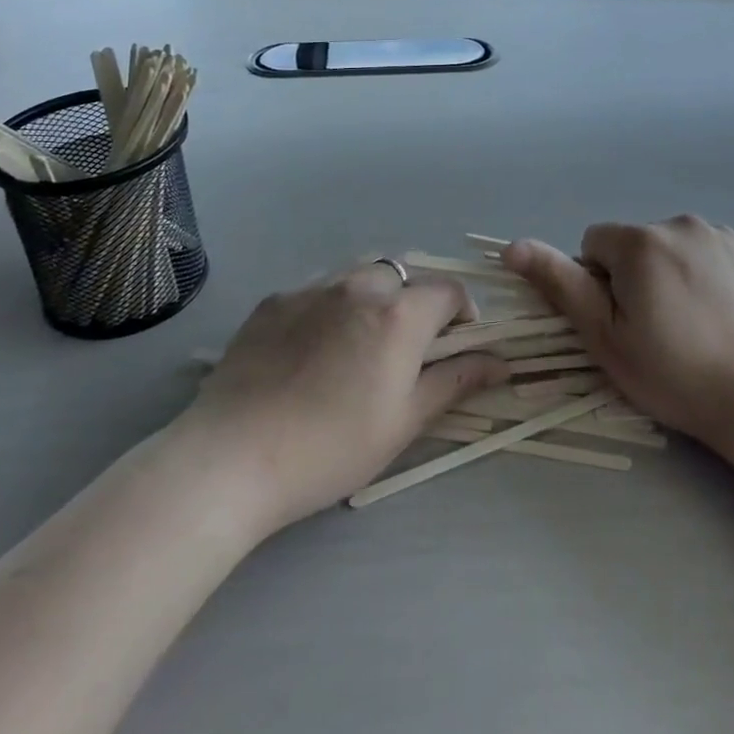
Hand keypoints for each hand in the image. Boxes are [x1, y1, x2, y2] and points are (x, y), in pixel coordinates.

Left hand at [177, 261, 508, 537]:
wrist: (232, 457)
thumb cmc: (332, 447)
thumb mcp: (405, 420)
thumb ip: (456, 381)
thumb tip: (501, 362)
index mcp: (399, 314)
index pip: (449, 291)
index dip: (462, 316)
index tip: (454, 349)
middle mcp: (359, 286)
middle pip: (404, 276)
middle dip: (415, 303)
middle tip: (405, 350)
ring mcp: (311, 289)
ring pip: (360, 276)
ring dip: (374, 298)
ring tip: (359, 344)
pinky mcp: (274, 301)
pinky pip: (318, 290)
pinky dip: (332, 307)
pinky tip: (313, 350)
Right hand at [504, 217, 733, 489]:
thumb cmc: (676, 376)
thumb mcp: (606, 338)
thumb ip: (560, 284)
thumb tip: (513, 244)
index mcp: (640, 242)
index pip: (594, 245)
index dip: (598, 284)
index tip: (622, 322)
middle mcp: (683, 223)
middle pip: (638, 244)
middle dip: (637, 276)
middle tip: (659, 329)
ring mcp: (728, 235)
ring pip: (678, 247)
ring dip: (675, 272)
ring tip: (697, 324)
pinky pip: (717, 253)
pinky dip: (713, 274)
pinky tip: (727, 314)